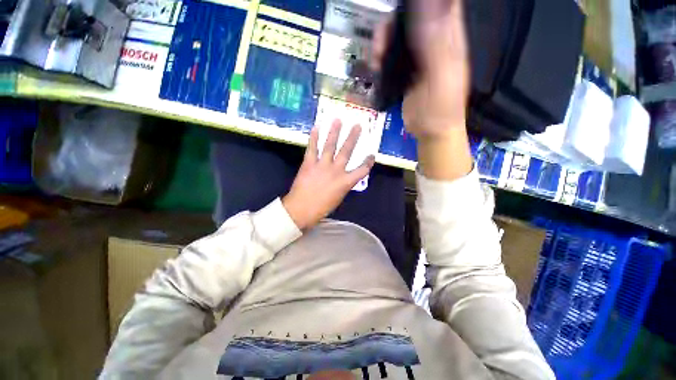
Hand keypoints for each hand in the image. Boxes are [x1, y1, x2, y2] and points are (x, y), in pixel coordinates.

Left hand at [282, 120, 374, 229]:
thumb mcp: (338, 198)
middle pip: (347, 151)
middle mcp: (336, 170)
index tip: (372, 155)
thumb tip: (343, 178)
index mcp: (345, 182)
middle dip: (353, 138)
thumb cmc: (321, 208)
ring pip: (330, 146)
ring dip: (334, 132)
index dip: (368, 162)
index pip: (362, 170)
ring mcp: (322, 165)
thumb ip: (343, 185)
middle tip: (357, 126)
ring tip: (338, 120)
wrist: (301, 209)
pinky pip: (312, 148)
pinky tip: (316, 127)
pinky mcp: (309, 163)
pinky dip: (314, 137)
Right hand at [373, 0, 469, 140]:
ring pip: (399, 33)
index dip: (424, 1)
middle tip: (382, 38)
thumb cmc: (441, 108)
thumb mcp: (441, 75)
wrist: (430, 132)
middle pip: (413, 14)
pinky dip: (382, 56)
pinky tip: (377, 66)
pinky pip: (392, 54)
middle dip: (395, 20)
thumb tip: (426, 3)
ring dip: (384, 39)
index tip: (404, 4)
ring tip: (377, 57)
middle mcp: (434, 40)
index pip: (443, 2)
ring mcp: (418, 56)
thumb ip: (435, 42)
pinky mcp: (406, 70)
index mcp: (449, 37)